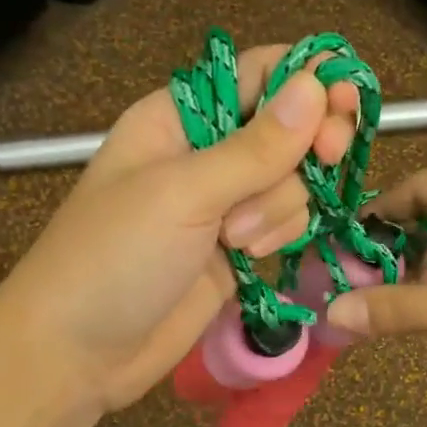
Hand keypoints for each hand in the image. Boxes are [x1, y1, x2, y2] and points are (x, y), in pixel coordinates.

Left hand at [0, 44, 359, 414]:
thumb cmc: (115, 257)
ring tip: (236, 241)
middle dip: (308, 146)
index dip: (308, 80)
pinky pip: (287, 222)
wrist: (78, 354)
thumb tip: (316, 84)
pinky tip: (250, 258)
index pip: (259, 73)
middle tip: (327, 161)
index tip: (348, 103)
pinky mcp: (239, 248)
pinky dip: (281, 235)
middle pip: (288, 126)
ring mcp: (225, 203)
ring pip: (293, 180)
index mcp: (180, 116)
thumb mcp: (183, 193)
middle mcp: (207, 151)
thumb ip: (256, 146)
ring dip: (280, 207)